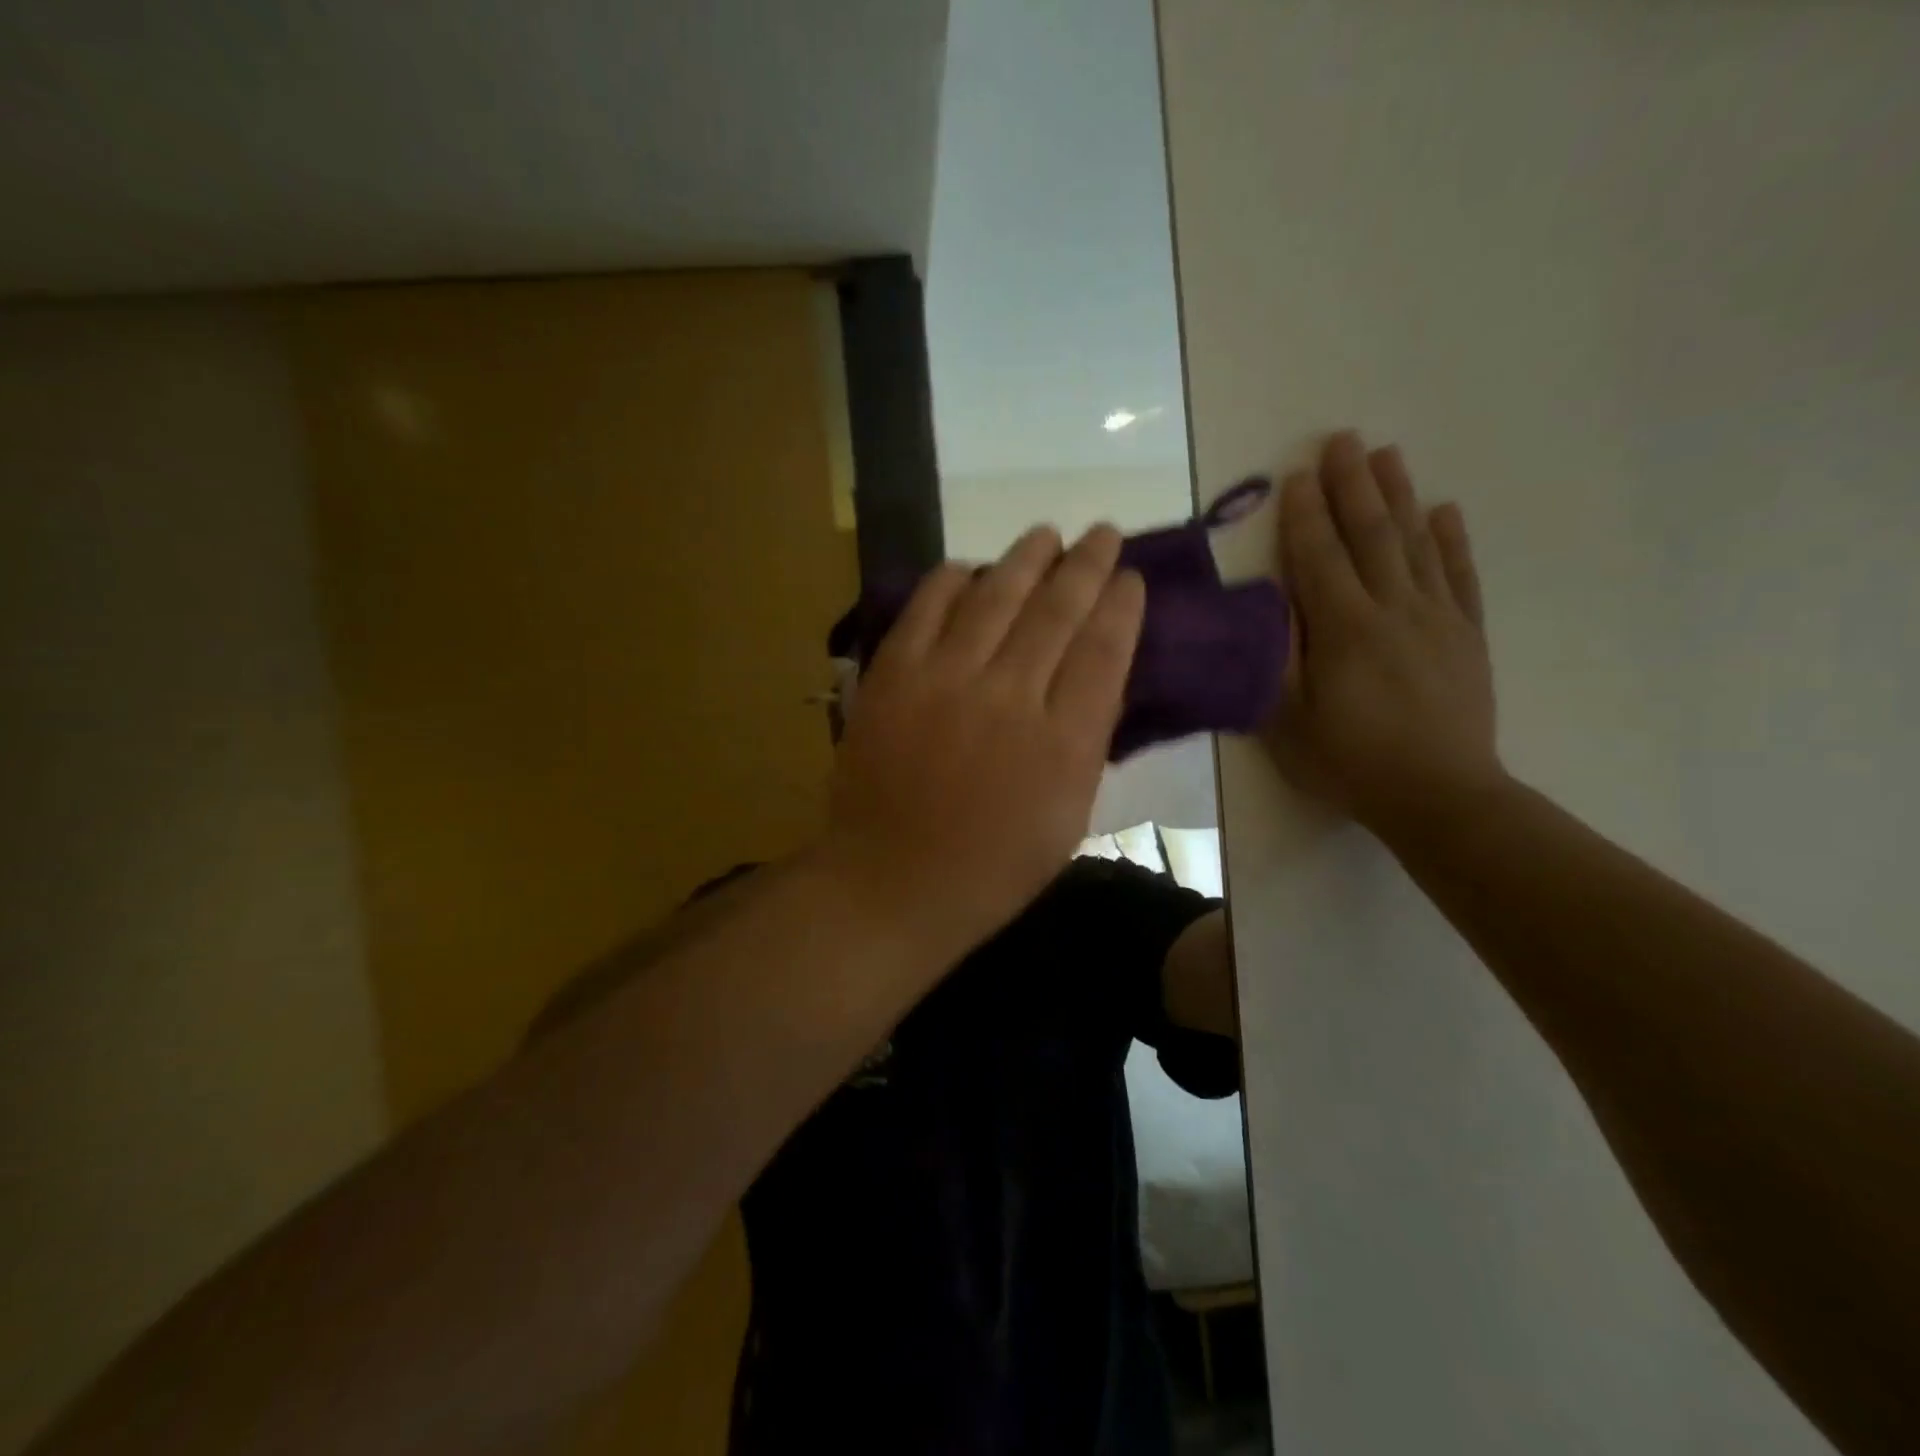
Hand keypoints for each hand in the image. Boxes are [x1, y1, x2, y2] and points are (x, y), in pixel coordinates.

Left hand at [822, 525, 1145, 955]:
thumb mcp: (1067, 820)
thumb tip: (1096, 681)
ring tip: (1045, 534)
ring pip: (996, 595)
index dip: (1121, 607)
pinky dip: (951, 580)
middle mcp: (1010, 697)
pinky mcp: (893, 675)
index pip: (1104, 651)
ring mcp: (945, 680)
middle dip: (1086, 564)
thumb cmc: (990, 868)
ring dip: (1026, 558)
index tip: (1130, 579)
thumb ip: (1085, 745)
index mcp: (1062, 744)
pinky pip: (927, 608)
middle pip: (1057, 610)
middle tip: (1102, 533)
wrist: (891, 881)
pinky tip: (969, 567)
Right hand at [1268, 431, 1502, 838]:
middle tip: (1342, 440)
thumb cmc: (1350, 763)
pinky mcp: (1466, 636)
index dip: (1304, 516)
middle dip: (1352, 485)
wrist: (1440, 796)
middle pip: (1370, 535)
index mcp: (1344, 630)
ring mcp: (1437, 619)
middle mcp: (1393, 610)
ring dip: (1399, 497)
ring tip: (1388, 456)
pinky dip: (1451, 541)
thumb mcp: (1289, 721)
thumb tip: (1270, 607)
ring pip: (1415, 544)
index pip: (1319, 558)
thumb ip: (1278, 659)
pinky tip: (1444, 511)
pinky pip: (1459, 577)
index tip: (1296, 476)